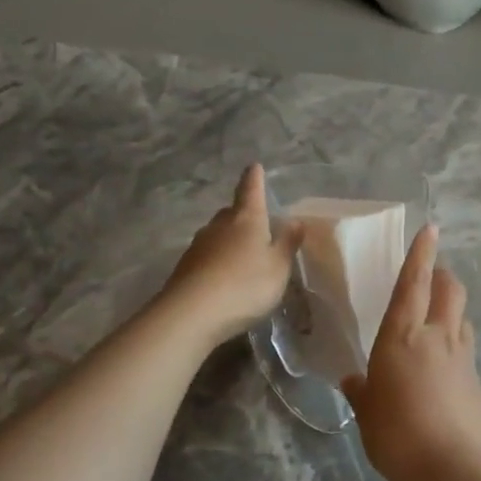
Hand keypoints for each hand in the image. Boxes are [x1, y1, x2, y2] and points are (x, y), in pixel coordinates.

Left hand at [163, 165, 302, 346]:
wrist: (191, 314)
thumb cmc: (245, 285)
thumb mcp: (278, 267)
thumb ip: (288, 243)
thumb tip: (295, 220)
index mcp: (246, 219)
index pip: (251, 189)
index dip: (255, 178)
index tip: (255, 166)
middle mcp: (219, 225)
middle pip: (232, 212)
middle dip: (244, 214)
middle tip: (259, 223)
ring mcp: (199, 245)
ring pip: (219, 234)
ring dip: (231, 239)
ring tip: (245, 255)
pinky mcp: (186, 267)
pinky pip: (208, 256)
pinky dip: (219, 260)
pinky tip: (226, 277)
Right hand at [341, 225, 480, 480]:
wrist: (452, 468)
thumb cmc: (396, 434)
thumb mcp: (367, 413)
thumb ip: (362, 392)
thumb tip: (354, 381)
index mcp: (402, 337)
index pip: (414, 283)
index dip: (421, 254)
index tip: (431, 228)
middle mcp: (437, 337)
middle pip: (450, 290)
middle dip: (443, 276)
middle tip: (432, 278)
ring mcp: (464, 358)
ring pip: (463, 319)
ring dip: (452, 312)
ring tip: (437, 325)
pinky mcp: (479, 382)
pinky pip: (467, 353)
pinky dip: (457, 351)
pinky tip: (445, 375)